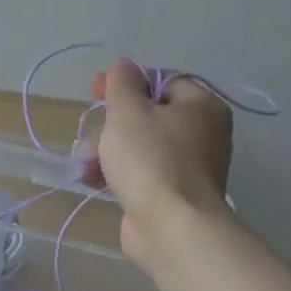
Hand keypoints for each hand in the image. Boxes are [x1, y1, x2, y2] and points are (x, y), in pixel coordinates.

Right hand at [88, 57, 233, 268]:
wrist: (171, 225)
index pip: (162, 81)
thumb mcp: (128, 111)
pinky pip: (141, 172)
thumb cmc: (151, 158)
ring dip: (108, 150)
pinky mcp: (172, 194)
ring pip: (140, 145)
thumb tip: (124, 65)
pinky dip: (118, 173)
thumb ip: (122, 83)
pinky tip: (94, 180)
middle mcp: (203, 133)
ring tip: (87, 164)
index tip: (95, 91)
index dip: (126, 83)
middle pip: (147, 115)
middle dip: (111, 124)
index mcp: (201, 105)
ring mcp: (188, 166)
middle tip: (93, 137)